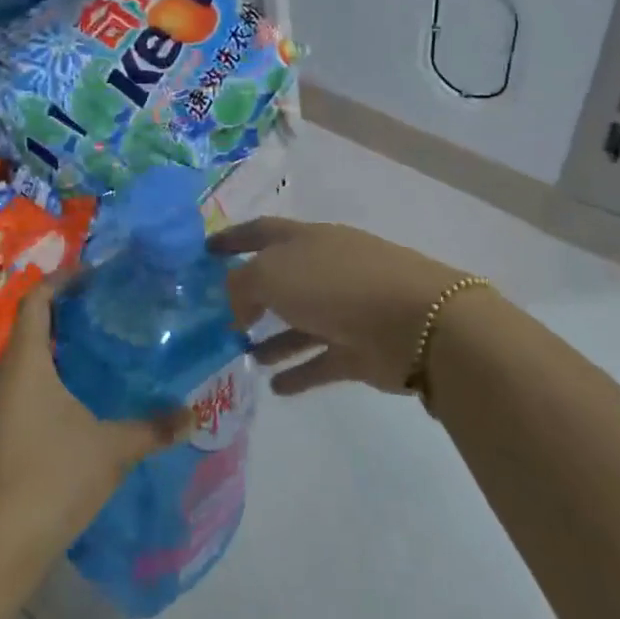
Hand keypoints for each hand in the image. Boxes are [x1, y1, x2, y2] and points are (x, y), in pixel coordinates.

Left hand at [0, 280, 184, 584]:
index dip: (64, 280)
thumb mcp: (113, 449)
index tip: (100, 276)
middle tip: (113, 307)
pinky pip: (25, 382)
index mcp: (25, 362)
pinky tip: (86, 391)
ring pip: (28, 355)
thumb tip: (194, 411)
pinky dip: (53, 372)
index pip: (37, 299)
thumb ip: (155, 426)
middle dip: (70, 310)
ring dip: (61, 343)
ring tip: (107, 343)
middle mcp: (4, 375)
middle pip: (32, 323)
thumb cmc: (52, 480)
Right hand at [210, 217, 476, 396]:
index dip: (231, 239)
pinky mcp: (359, 349)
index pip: (260, 232)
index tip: (204, 251)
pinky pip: (319, 360)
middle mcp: (324, 268)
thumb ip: (241, 286)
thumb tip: (237, 305)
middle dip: (251, 294)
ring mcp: (344, 309)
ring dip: (272, 338)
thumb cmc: (335, 284)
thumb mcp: (272, 274)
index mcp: (305, 239)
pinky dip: (298, 372)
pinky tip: (273, 386)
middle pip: (281, 278)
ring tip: (242, 354)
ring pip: (299, 322)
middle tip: (219, 316)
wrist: (415, 321)